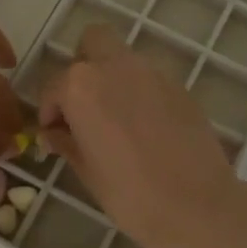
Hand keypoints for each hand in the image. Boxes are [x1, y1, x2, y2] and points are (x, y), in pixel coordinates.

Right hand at [36, 23, 240, 247]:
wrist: (196, 206)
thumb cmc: (130, 194)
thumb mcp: (87, 171)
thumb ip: (66, 142)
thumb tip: (54, 134)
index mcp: (82, 86)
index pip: (54, 86)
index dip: (50, 111)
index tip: (54, 135)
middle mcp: (116, 66)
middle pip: (93, 41)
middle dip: (83, 65)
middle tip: (84, 105)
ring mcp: (153, 73)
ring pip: (124, 59)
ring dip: (114, 78)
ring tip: (116, 120)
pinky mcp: (180, 87)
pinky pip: (150, 80)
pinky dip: (141, 93)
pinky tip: (146, 129)